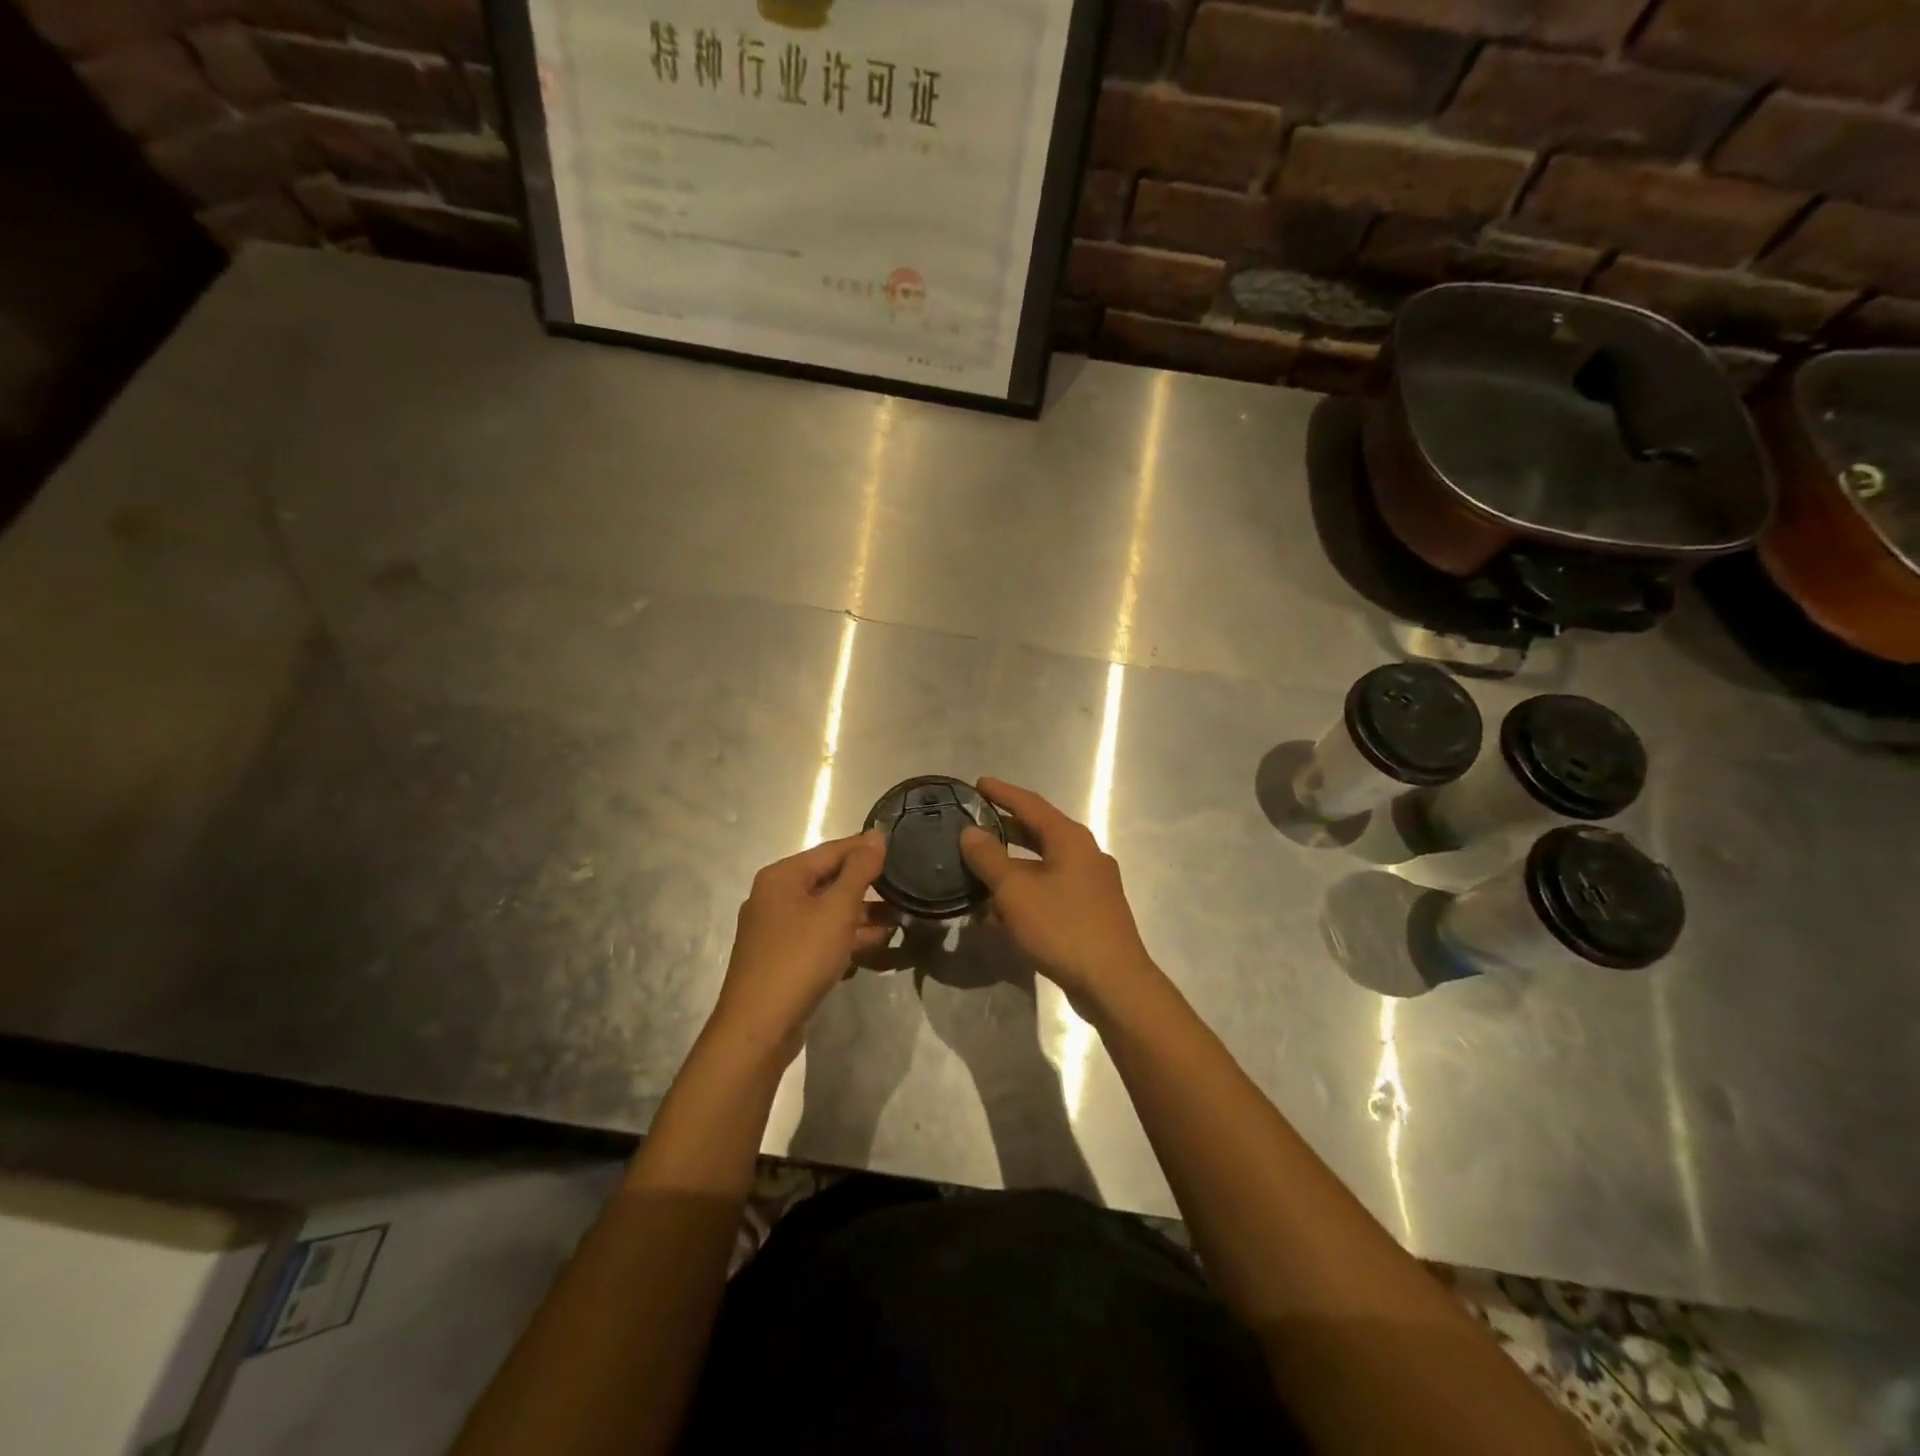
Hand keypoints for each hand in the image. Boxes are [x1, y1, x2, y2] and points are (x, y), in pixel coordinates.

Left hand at [711, 831, 891, 1061]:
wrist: (759, 1027)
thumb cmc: (800, 958)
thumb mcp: (837, 910)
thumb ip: (859, 871)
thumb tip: (876, 835)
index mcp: (782, 877)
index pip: (832, 850)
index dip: (866, 849)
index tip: (901, 850)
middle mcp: (775, 897)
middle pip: (829, 881)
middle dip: (867, 887)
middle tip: (905, 889)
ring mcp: (777, 930)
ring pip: (826, 912)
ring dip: (861, 915)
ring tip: (899, 920)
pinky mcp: (782, 959)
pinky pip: (820, 937)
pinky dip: (846, 938)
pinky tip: (876, 945)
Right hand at [959, 777, 1159, 1020]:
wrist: (1113, 982)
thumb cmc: (1062, 927)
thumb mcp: (1015, 891)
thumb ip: (989, 858)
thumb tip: (970, 832)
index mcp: (1070, 839)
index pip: (1030, 804)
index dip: (1002, 793)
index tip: (977, 784)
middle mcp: (1085, 854)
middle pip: (1039, 832)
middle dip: (1005, 829)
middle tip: (973, 825)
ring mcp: (1092, 884)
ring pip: (1044, 865)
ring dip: (1012, 866)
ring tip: (979, 869)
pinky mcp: (1091, 912)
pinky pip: (1051, 891)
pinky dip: (1026, 893)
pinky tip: (1001, 912)